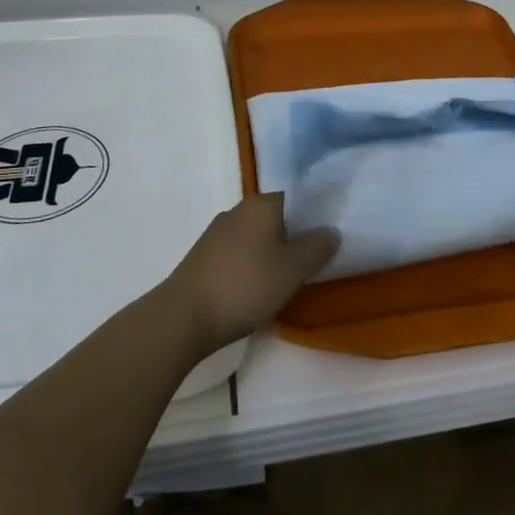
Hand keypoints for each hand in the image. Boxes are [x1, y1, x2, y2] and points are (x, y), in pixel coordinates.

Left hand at [162, 194, 339, 354]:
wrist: (184, 317)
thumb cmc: (246, 285)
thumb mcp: (293, 269)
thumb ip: (317, 247)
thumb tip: (331, 230)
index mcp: (261, 204)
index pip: (295, 197)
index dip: (314, 215)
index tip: (327, 236)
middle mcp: (238, 210)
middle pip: (275, 217)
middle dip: (293, 236)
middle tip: (313, 261)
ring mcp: (216, 234)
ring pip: (256, 237)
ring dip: (271, 254)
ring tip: (287, 280)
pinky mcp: (203, 258)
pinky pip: (238, 255)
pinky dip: (251, 267)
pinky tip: (257, 290)